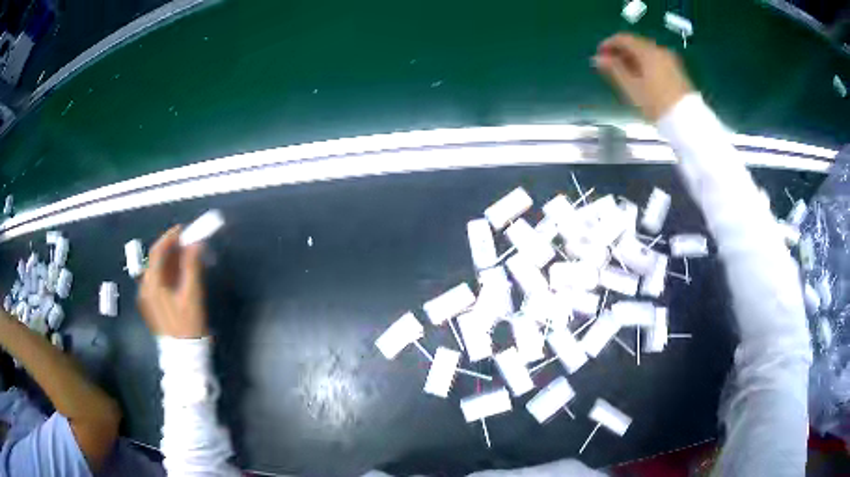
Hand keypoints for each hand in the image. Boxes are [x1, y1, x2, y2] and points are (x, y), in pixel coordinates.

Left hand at [138, 226, 207, 338]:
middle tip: (188, 244)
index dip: (170, 238)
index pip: (157, 252)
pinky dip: (168, 273)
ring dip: (171, 261)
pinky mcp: (151, 305)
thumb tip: (195, 243)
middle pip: (156, 261)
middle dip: (172, 249)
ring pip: (157, 271)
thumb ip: (192, 266)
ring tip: (188, 258)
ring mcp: (147, 298)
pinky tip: (181, 275)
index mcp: (152, 284)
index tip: (184, 230)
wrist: (184, 356)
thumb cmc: (188, 326)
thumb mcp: (192, 295)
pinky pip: (158, 282)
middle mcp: (145, 288)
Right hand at [593, 33, 693, 121]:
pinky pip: (656, 60)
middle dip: (621, 52)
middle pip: (636, 44)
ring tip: (624, 74)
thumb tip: (598, 58)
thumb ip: (614, 69)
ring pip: (646, 53)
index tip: (599, 55)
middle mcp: (659, 50)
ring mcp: (670, 60)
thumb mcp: (632, 87)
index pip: (623, 38)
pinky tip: (640, 78)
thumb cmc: (657, 104)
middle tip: (610, 66)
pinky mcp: (677, 71)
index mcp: (647, 51)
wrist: (688, 122)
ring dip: (633, 59)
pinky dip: (644, 64)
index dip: (608, 44)